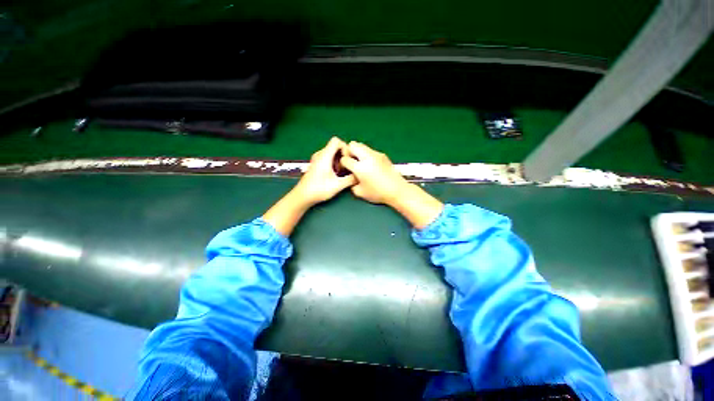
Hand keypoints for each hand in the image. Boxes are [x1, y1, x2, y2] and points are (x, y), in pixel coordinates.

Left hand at [263, 137, 355, 235]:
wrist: (303, 196)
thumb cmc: (319, 190)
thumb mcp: (337, 185)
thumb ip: (350, 179)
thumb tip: (360, 176)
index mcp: (324, 156)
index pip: (336, 141)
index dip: (345, 147)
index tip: (348, 159)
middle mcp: (320, 154)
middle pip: (335, 146)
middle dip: (344, 155)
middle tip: (347, 168)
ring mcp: (317, 159)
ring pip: (332, 153)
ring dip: (339, 160)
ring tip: (341, 172)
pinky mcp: (316, 164)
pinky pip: (328, 158)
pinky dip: (334, 163)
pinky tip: (335, 174)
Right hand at [340, 141, 442, 228]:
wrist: (397, 189)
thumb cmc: (378, 193)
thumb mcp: (360, 193)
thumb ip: (352, 184)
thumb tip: (352, 178)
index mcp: (360, 167)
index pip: (345, 159)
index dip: (343, 163)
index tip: (346, 168)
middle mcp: (367, 157)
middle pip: (353, 145)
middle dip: (349, 151)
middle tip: (351, 160)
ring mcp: (376, 154)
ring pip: (362, 145)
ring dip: (358, 151)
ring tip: (360, 162)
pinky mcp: (383, 155)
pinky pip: (370, 150)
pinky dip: (366, 154)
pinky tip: (370, 165)